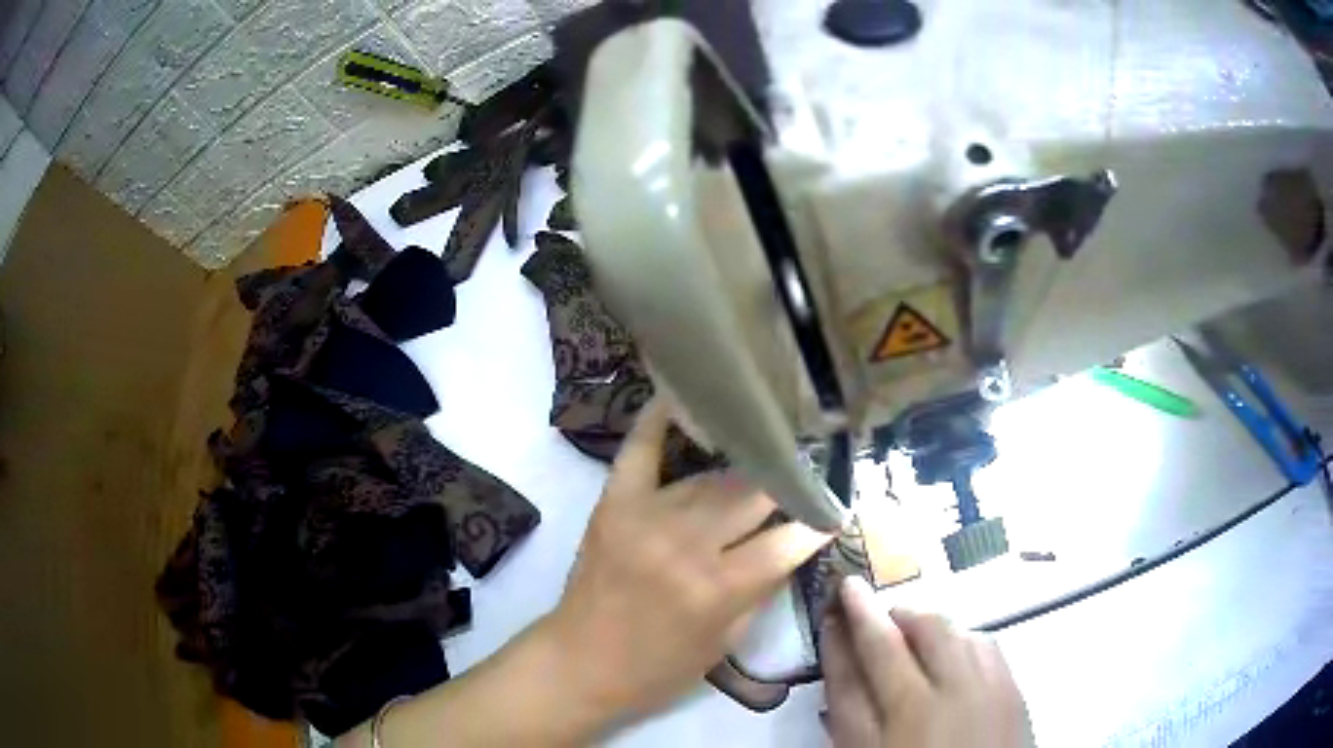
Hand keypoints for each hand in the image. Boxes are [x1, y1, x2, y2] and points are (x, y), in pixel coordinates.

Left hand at [541, 398, 833, 722]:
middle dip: (786, 485)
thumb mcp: (726, 642)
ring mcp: (646, 516)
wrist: (580, 662)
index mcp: (718, 588)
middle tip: (804, 477)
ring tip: (766, 455)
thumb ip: (761, 589)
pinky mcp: (614, 503)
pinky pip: (641, 449)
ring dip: (741, 473)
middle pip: (753, 494)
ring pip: (711, 477)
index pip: (787, 540)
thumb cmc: (658, 669)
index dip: (819, 523)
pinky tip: (682, 394)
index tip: (836, 509)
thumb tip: (791, 545)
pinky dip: (658, 420)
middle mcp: (686, 544)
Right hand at [821, 576, 1032, 747]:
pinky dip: (961, 637)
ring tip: (907, 634)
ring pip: (953, 630)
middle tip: (868, 609)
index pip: (870, 653)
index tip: (841, 591)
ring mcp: (987, 685)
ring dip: (925, 623)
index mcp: (905, 712)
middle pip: (916, 630)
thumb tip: (841, 658)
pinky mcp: (1013, 689)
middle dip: (888, 611)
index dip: (852, 620)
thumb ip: (850, 710)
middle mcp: (949, 690)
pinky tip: (952, 652)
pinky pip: (985, 643)